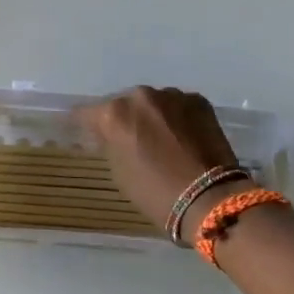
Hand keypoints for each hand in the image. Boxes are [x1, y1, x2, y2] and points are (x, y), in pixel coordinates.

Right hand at [72, 86, 241, 235]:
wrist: (209, 198)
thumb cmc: (155, 192)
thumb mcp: (119, 171)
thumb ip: (110, 144)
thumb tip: (109, 135)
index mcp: (114, 113)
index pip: (86, 113)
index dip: (84, 125)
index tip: (86, 134)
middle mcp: (140, 96)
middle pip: (122, 104)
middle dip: (123, 119)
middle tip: (128, 139)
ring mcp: (172, 95)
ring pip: (152, 103)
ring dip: (151, 116)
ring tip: (159, 139)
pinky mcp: (198, 101)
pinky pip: (177, 106)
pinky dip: (175, 118)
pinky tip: (181, 137)